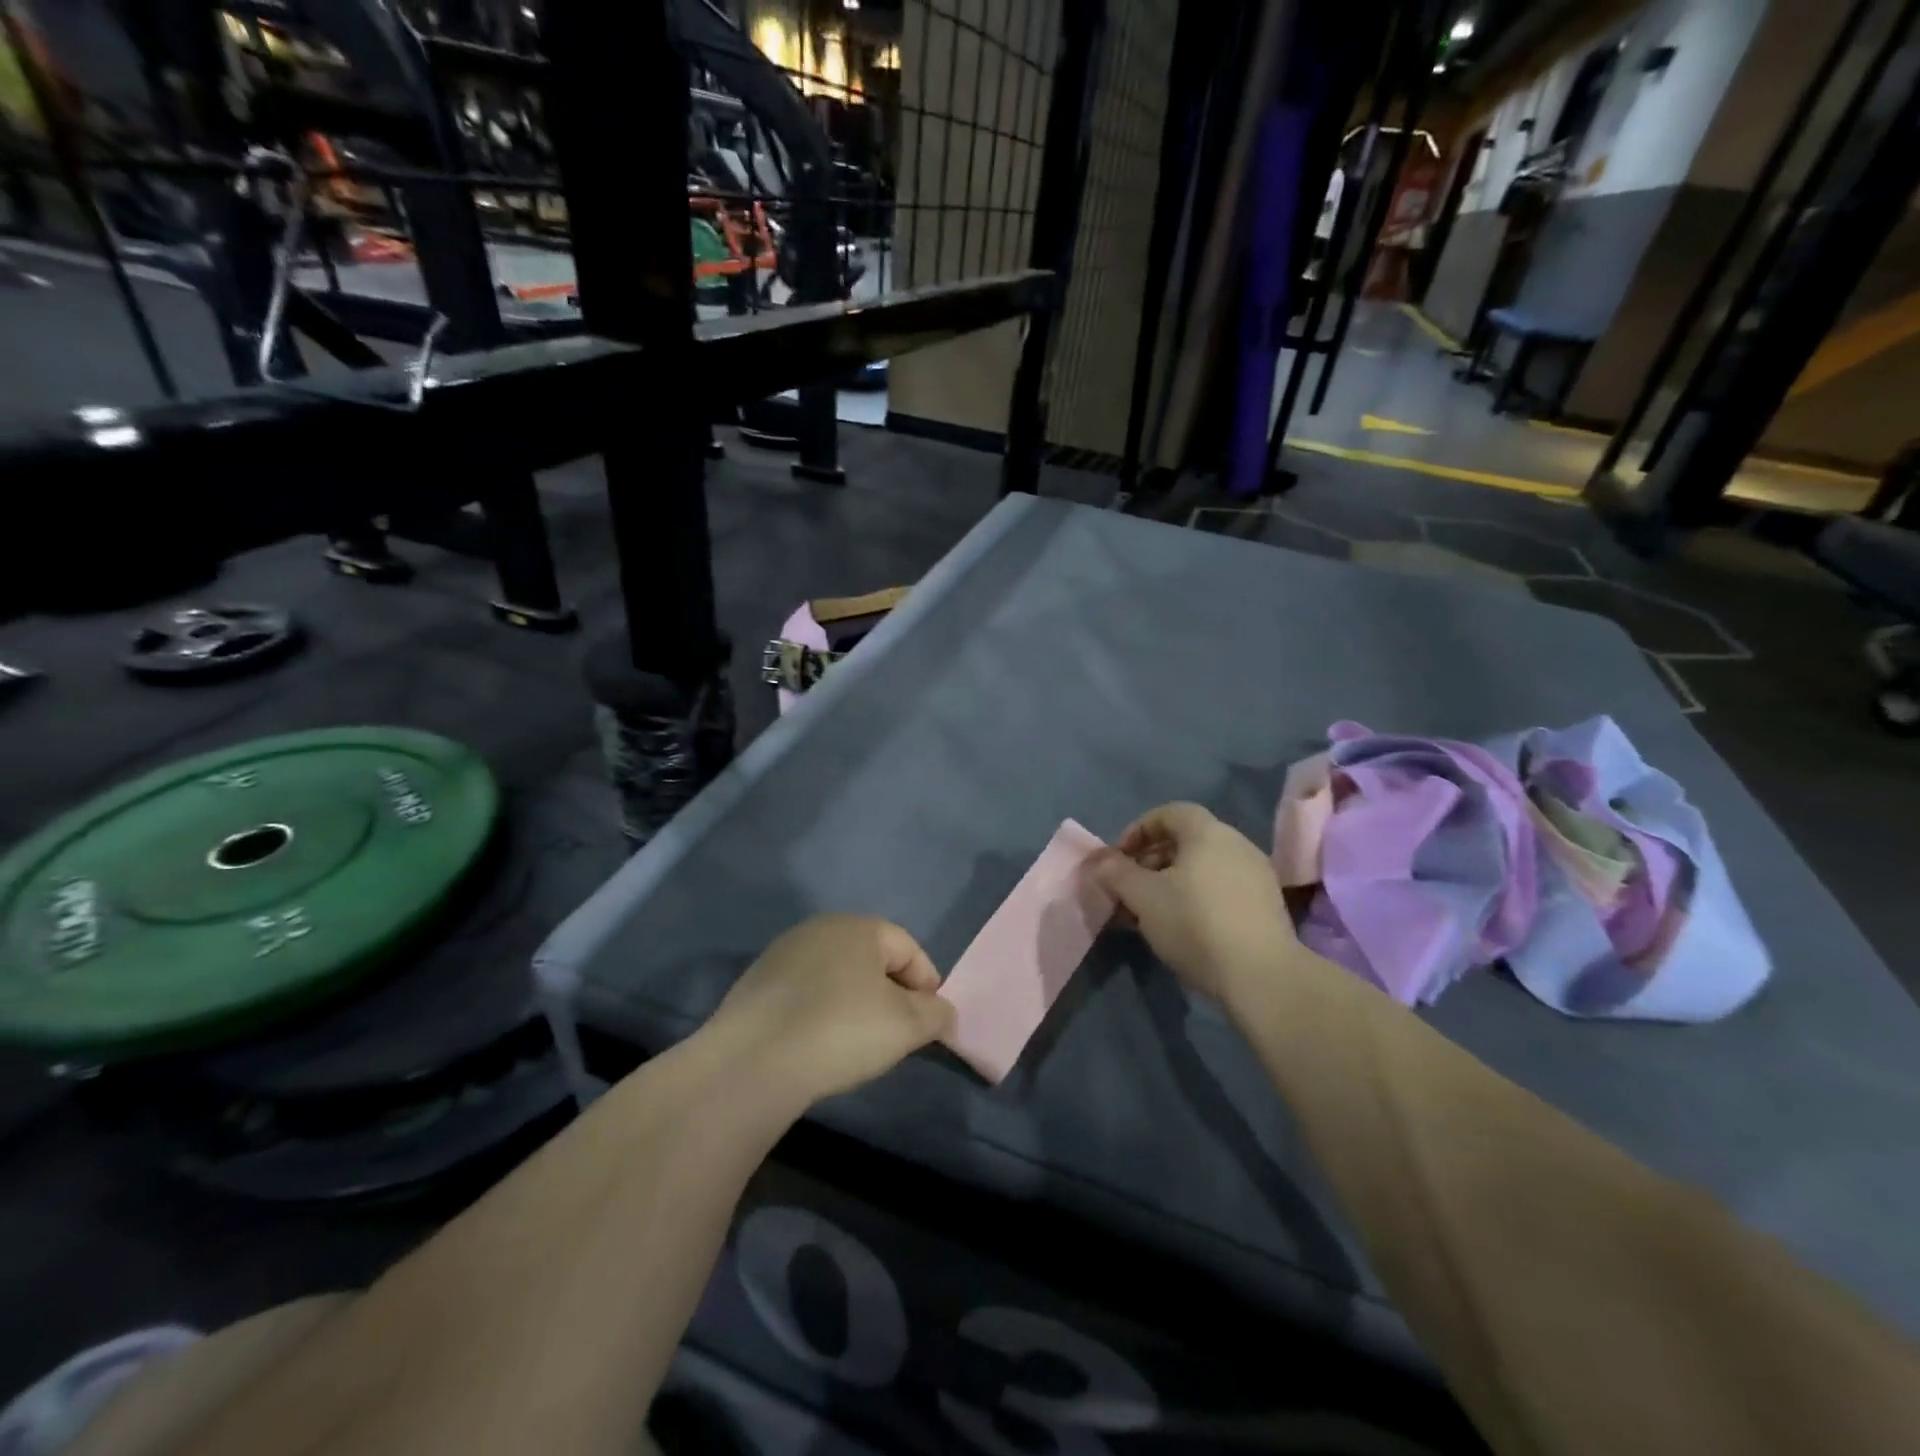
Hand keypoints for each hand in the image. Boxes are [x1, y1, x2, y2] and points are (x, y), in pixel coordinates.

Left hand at [710, 915, 955, 1105]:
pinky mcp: (755, 983)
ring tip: (856, 1043)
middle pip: (871, 958)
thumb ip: (936, 1014)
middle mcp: (820, 928)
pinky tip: (817, 1044)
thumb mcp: (906, 1026)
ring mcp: (783, 953)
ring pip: (836, 975)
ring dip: (854, 1002)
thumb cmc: (842, 1030)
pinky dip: (820, 1012)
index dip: (927, 984)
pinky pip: (804, 993)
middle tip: (897, 1034)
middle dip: (890, 993)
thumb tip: (943, 1011)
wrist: (753, 1061)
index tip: (930, 1023)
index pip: (909, 948)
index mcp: (860, 926)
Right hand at [1090, 802, 1298, 1004]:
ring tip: (1150, 913)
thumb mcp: (1143, 897)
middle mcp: (1237, 844)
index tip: (1118, 859)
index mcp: (1208, 833)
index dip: (1138, 830)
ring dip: (1171, 882)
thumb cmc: (1195, 924)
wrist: (1262, 976)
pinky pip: (1221, 888)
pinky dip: (1195, 897)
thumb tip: (1098, 859)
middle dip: (1150, 860)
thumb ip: (1116, 873)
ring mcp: (1256, 875)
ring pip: (1202, 867)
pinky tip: (1182, 927)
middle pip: (1185, 840)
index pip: (1169, 812)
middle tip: (1128, 888)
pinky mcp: (1266, 906)